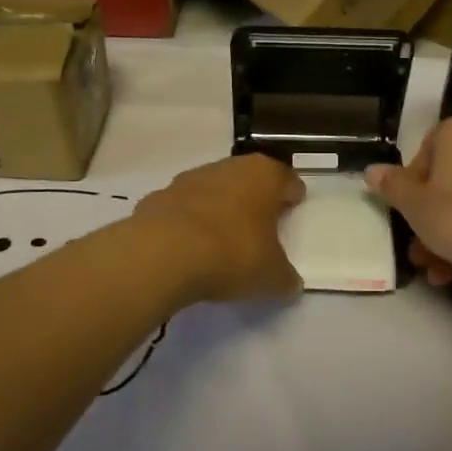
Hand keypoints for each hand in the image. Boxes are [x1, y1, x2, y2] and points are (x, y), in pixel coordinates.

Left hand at [132, 153, 305, 303]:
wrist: (163, 253)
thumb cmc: (232, 253)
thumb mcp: (271, 276)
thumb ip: (285, 278)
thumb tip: (290, 284)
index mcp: (264, 175)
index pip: (286, 179)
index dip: (291, 195)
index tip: (293, 209)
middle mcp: (228, 167)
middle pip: (248, 179)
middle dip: (255, 199)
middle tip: (261, 225)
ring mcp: (189, 179)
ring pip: (213, 190)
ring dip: (219, 208)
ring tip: (222, 239)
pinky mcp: (158, 197)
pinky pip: (182, 208)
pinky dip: (188, 222)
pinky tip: (188, 247)